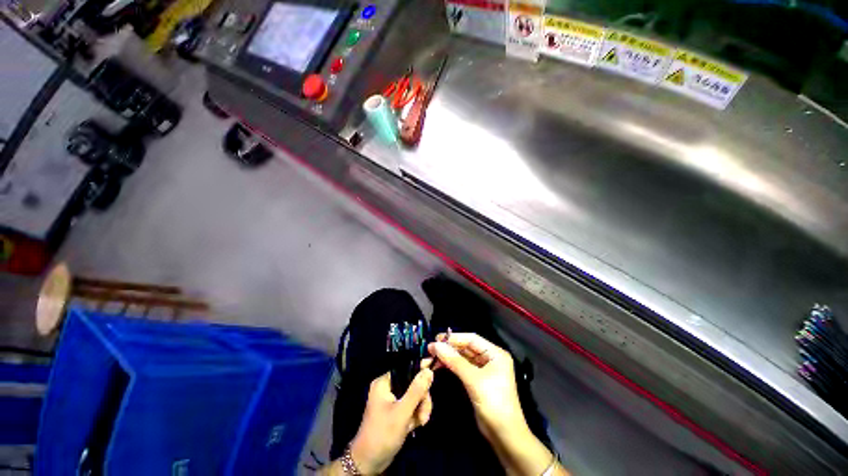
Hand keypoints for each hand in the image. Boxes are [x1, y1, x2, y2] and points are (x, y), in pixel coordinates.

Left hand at [347, 369, 433, 473]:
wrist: (369, 463)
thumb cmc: (382, 434)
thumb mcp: (402, 412)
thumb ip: (416, 391)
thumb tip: (428, 371)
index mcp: (385, 383)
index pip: (406, 367)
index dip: (420, 368)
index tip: (434, 367)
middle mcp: (388, 388)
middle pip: (413, 383)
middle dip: (422, 398)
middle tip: (424, 413)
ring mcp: (393, 400)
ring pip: (415, 395)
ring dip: (421, 408)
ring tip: (421, 422)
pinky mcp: (397, 411)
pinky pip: (412, 406)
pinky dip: (416, 415)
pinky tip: (416, 426)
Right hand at [427, 333, 524, 438]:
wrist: (504, 435)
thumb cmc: (493, 402)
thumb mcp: (473, 380)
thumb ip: (455, 361)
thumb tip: (436, 345)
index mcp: (495, 353)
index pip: (472, 339)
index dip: (454, 338)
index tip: (437, 338)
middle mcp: (489, 358)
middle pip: (466, 348)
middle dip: (449, 348)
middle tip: (430, 349)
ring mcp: (483, 370)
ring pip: (462, 358)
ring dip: (447, 357)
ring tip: (431, 358)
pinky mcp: (477, 380)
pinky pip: (462, 368)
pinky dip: (451, 366)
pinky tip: (439, 365)